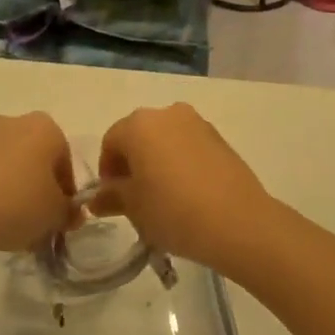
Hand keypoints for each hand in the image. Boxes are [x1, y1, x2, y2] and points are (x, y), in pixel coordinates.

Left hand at [0, 113, 77, 253]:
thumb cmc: (16, 204)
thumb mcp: (55, 215)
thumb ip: (70, 213)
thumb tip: (72, 213)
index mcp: (47, 128)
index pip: (66, 164)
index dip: (66, 195)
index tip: (58, 218)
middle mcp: (16, 121)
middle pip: (38, 160)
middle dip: (40, 188)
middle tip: (37, 221)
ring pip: (12, 165)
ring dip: (15, 189)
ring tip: (9, 222)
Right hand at [90, 104, 273, 268]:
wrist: (238, 221)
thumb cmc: (173, 210)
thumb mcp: (134, 208)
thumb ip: (111, 197)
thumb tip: (96, 198)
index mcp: (139, 124)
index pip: (110, 142)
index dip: (107, 171)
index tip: (113, 199)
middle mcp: (167, 113)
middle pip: (138, 136)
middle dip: (132, 164)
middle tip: (135, 199)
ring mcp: (197, 123)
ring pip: (165, 140)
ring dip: (157, 162)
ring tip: (163, 197)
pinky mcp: (220, 137)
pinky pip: (188, 146)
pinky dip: (181, 162)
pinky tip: (188, 193)